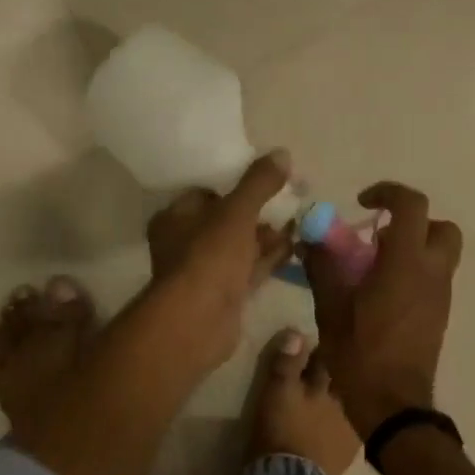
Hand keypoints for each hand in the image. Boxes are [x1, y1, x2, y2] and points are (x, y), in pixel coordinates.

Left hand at [139, 151, 295, 374]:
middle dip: (257, 214)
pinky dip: (268, 260)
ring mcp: (204, 272)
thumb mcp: (236, 212)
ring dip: (266, 238)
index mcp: (175, 218)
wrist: (199, 321)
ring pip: (239, 247)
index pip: (205, 193)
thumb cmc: (209, 257)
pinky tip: (295, 249)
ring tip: (299, 224)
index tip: (266, 181)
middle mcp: (184, 243)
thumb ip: (258, 183)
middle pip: (225, 221)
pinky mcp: (223, 296)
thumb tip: (282, 153)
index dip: (235, 186)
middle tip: (290, 203)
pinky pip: (248, 271)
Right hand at [303, 181, 461, 438]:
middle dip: (412, 222)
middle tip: (379, 235)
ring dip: (413, 248)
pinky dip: (414, 271)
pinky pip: (434, 278)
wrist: (393, 404)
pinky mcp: (440, 315)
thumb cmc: (360, 354)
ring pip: (440, 254)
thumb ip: (323, 267)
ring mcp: (441, 296)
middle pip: (441, 227)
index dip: (388, 193)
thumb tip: (311, 239)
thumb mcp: (331, 308)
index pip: (412, 206)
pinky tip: (382, 294)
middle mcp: (433, 273)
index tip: (362, 202)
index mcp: (406, 263)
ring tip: (374, 267)